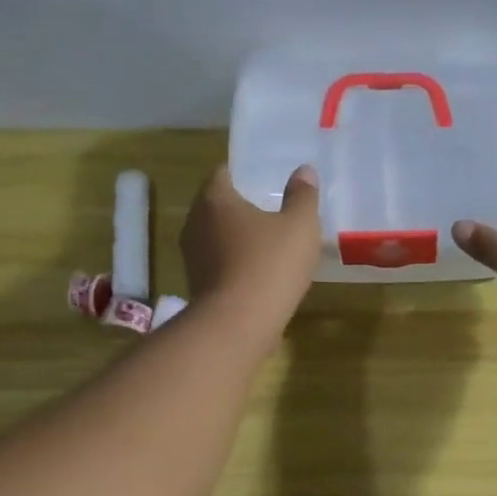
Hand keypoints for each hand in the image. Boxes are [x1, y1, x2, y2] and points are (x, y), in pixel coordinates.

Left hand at [180, 163, 319, 332]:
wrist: (238, 324)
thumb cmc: (269, 264)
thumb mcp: (300, 226)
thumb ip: (303, 196)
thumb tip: (304, 171)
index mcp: (215, 199)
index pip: (224, 173)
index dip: (244, 175)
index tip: (265, 181)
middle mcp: (195, 223)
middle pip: (218, 206)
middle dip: (241, 208)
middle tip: (272, 212)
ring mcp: (192, 257)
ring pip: (217, 238)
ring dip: (238, 240)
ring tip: (268, 246)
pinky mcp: (197, 287)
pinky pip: (219, 266)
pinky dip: (236, 266)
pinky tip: (259, 276)